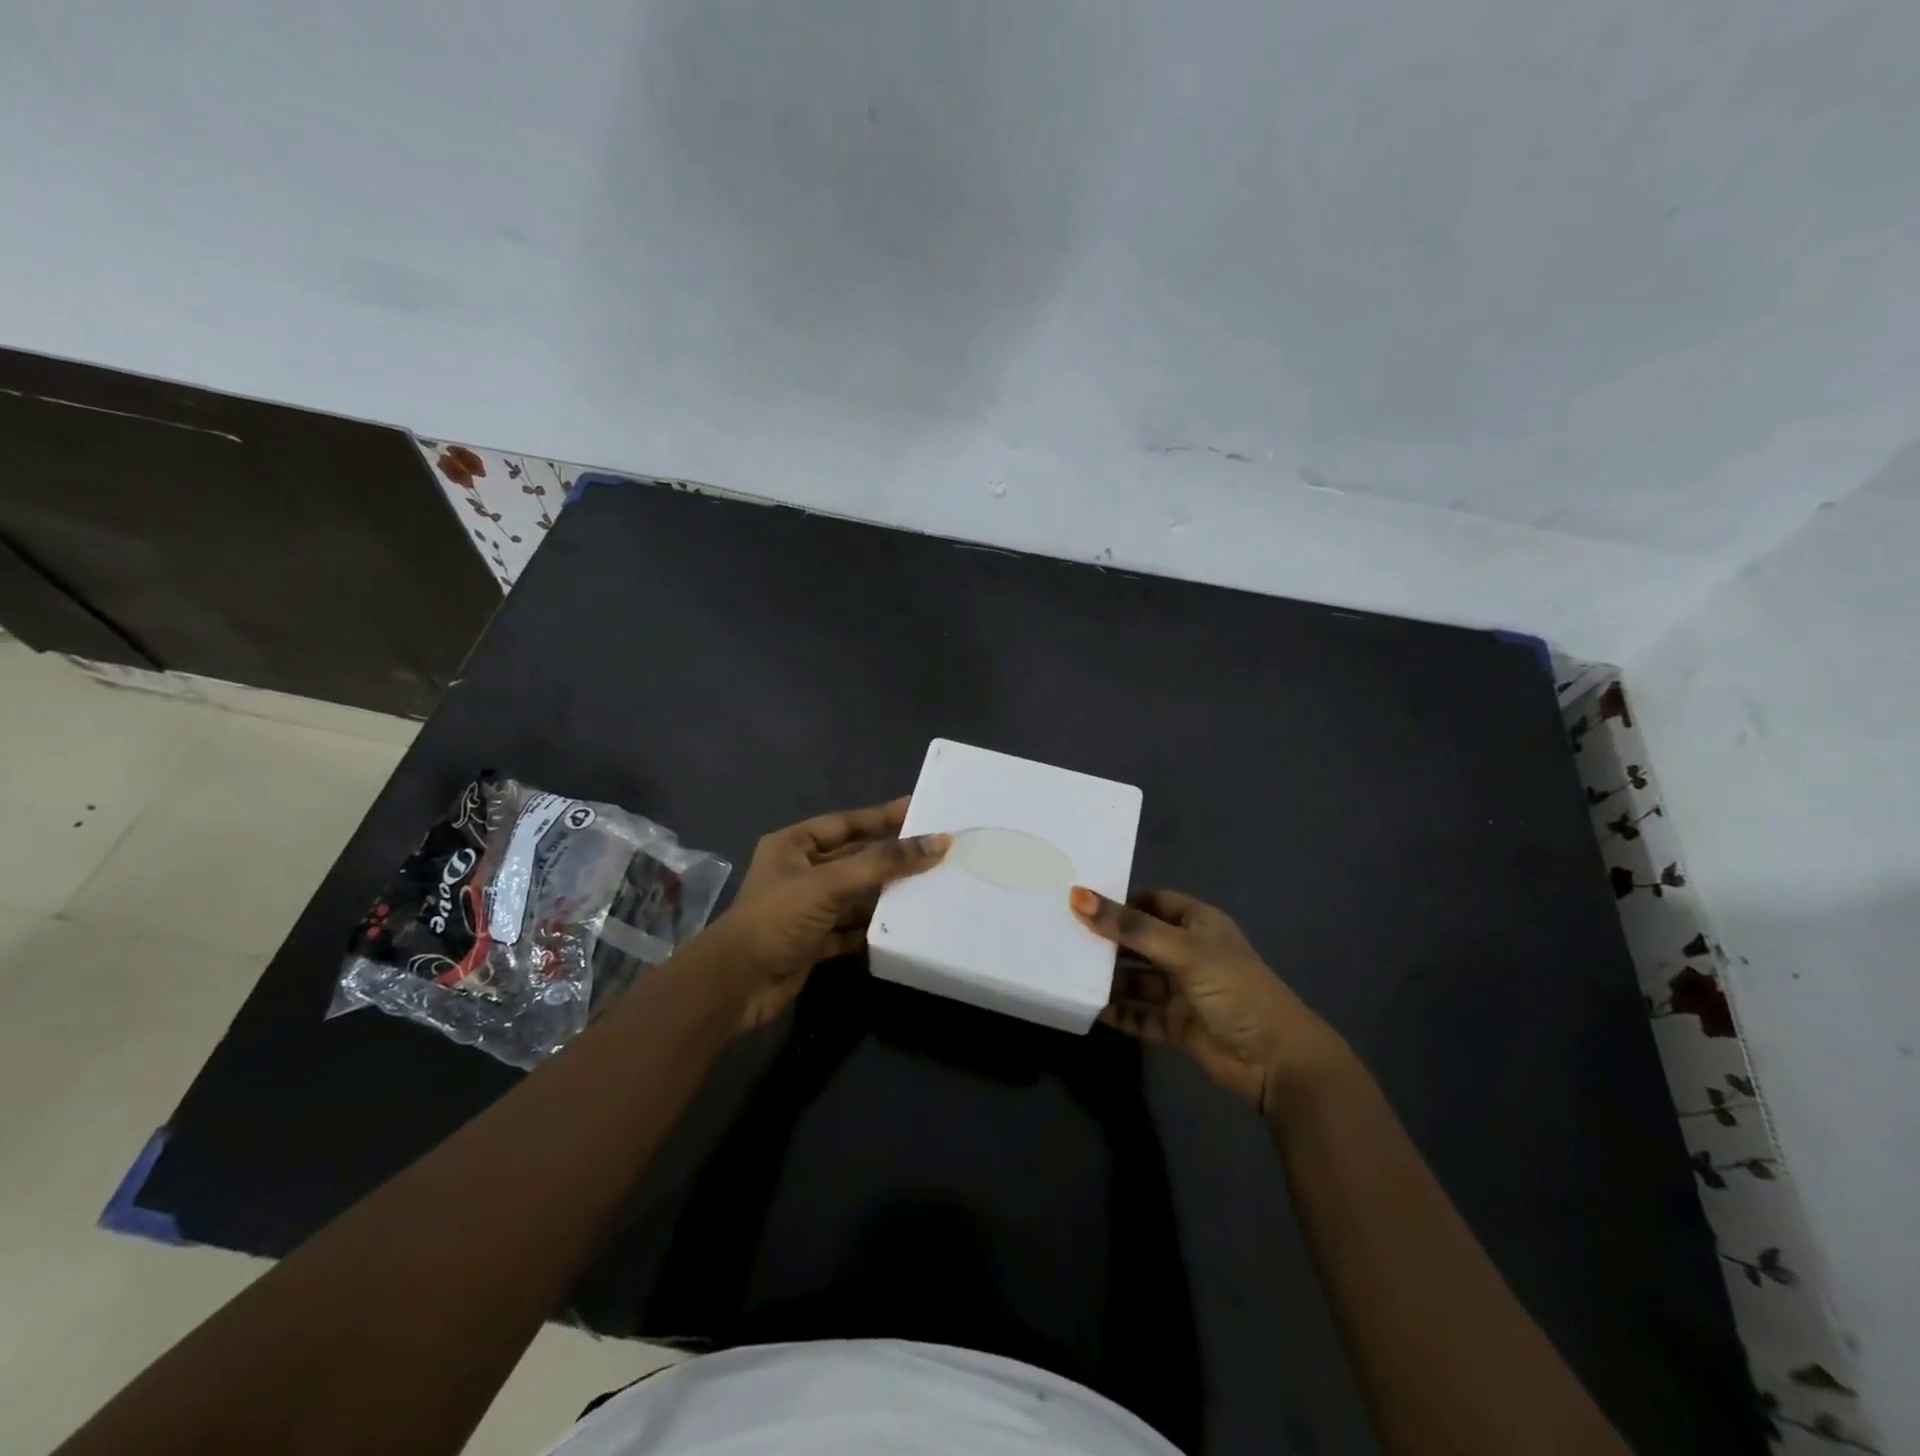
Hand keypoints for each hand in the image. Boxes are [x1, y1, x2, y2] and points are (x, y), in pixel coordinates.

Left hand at [705, 797, 947, 1030]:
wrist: (735, 986)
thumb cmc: (777, 919)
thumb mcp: (830, 883)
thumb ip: (883, 863)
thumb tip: (938, 843)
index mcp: (793, 846)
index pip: (845, 823)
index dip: (881, 816)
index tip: (918, 810)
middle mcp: (799, 873)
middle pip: (854, 859)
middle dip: (890, 858)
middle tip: (934, 851)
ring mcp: (806, 909)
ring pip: (855, 895)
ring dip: (886, 894)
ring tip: (930, 887)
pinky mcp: (813, 942)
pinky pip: (851, 927)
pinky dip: (873, 927)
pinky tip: (904, 926)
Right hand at [1071, 886, 1350, 1118]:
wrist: (1276, 1061)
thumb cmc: (1234, 989)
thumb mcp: (1182, 950)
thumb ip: (1129, 927)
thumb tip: (1077, 896)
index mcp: (1197, 924)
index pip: (1151, 901)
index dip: (1119, 900)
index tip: (1078, 899)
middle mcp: (1187, 952)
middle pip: (1138, 939)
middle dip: (1106, 939)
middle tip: (1061, 933)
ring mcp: (1180, 990)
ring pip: (1134, 977)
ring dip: (1107, 977)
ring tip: (1066, 970)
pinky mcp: (1175, 1024)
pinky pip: (1138, 1013)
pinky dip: (1116, 1011)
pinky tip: (1088, 1008)